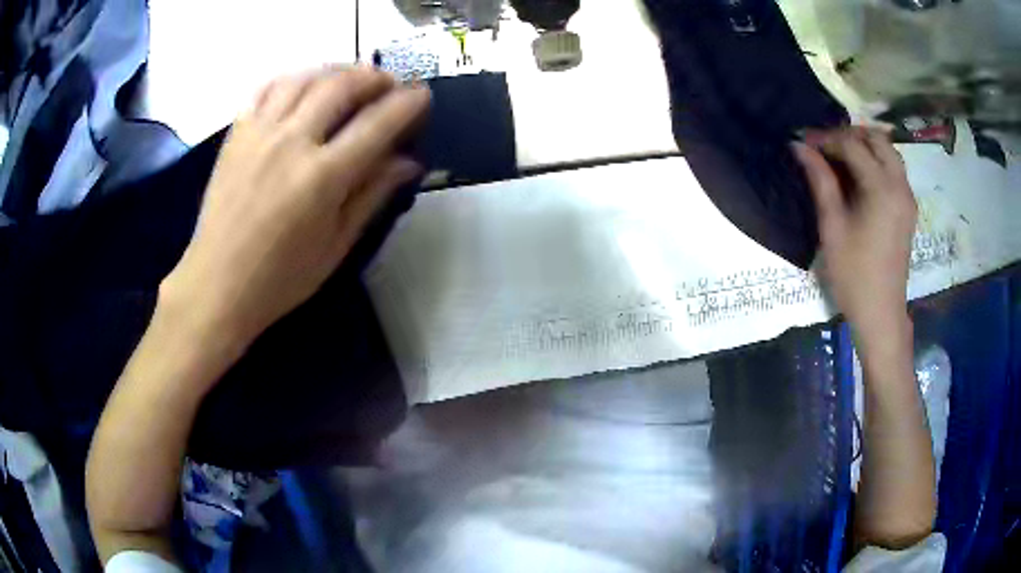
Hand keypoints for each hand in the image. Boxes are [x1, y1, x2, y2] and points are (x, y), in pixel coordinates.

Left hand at [162, 66, 429, 348]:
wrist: (217, 285)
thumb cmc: (280, 279)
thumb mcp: (336, 246)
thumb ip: (372, 196)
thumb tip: (408, 162)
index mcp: (322, 178)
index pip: (377, 124)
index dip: (408, 104)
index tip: (423, 95)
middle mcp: (292, 143)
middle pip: (342, 86)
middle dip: (375, 77)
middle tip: (390, 85)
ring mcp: (259, 133)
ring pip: (306, 78)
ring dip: (337, 71)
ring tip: (352, 79)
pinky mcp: (236, 134)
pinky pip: (268, 88)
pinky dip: (294, 78)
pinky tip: (305, 86)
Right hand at [793, 128, 916, 336]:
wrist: (881, 313)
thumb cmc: (854, 275)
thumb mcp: (832, 227)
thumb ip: (820, 181)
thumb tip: (800, 147)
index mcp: (882, 189)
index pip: (853, 145)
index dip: (826, 138)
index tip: (803, 141)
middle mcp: (900, 185)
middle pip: (876, 139)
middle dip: (848, 135)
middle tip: (824, 146)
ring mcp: (907, 197)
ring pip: (888, 151)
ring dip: (865, 145)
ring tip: (840, 156)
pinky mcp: (908, 208)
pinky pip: (894, 169)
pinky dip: (876, 161)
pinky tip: (859, 174)